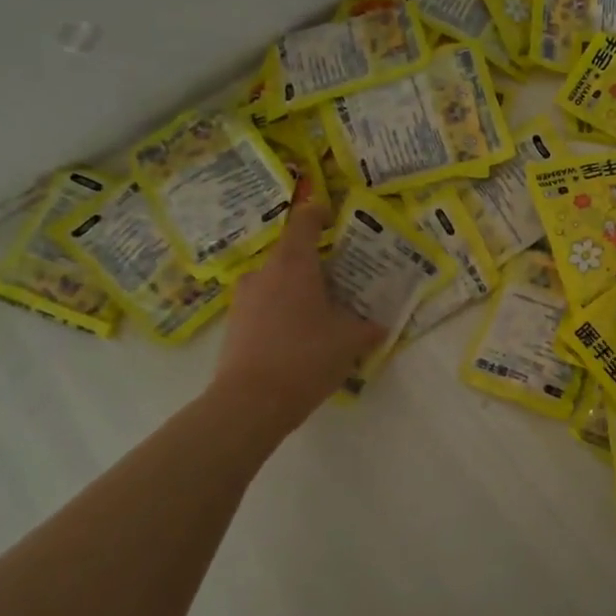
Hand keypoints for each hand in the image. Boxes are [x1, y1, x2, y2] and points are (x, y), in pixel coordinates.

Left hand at [210, 203, 384, 432]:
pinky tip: (300, 337)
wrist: (250, 402)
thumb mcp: (350, 342)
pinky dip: (283, 311)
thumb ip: (368, 327)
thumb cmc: (306, 357)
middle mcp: (265, 272)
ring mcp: (244, 298)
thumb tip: (380, 325)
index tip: (335, 217)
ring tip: (323, 313)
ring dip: (299, 290)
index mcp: (294, 264)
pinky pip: (265, 305)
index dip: (320, 213)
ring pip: (277, 282)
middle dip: (318, 264)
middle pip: (292, 254)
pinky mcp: (235, 324)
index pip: (305, 221)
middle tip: (343, 281)